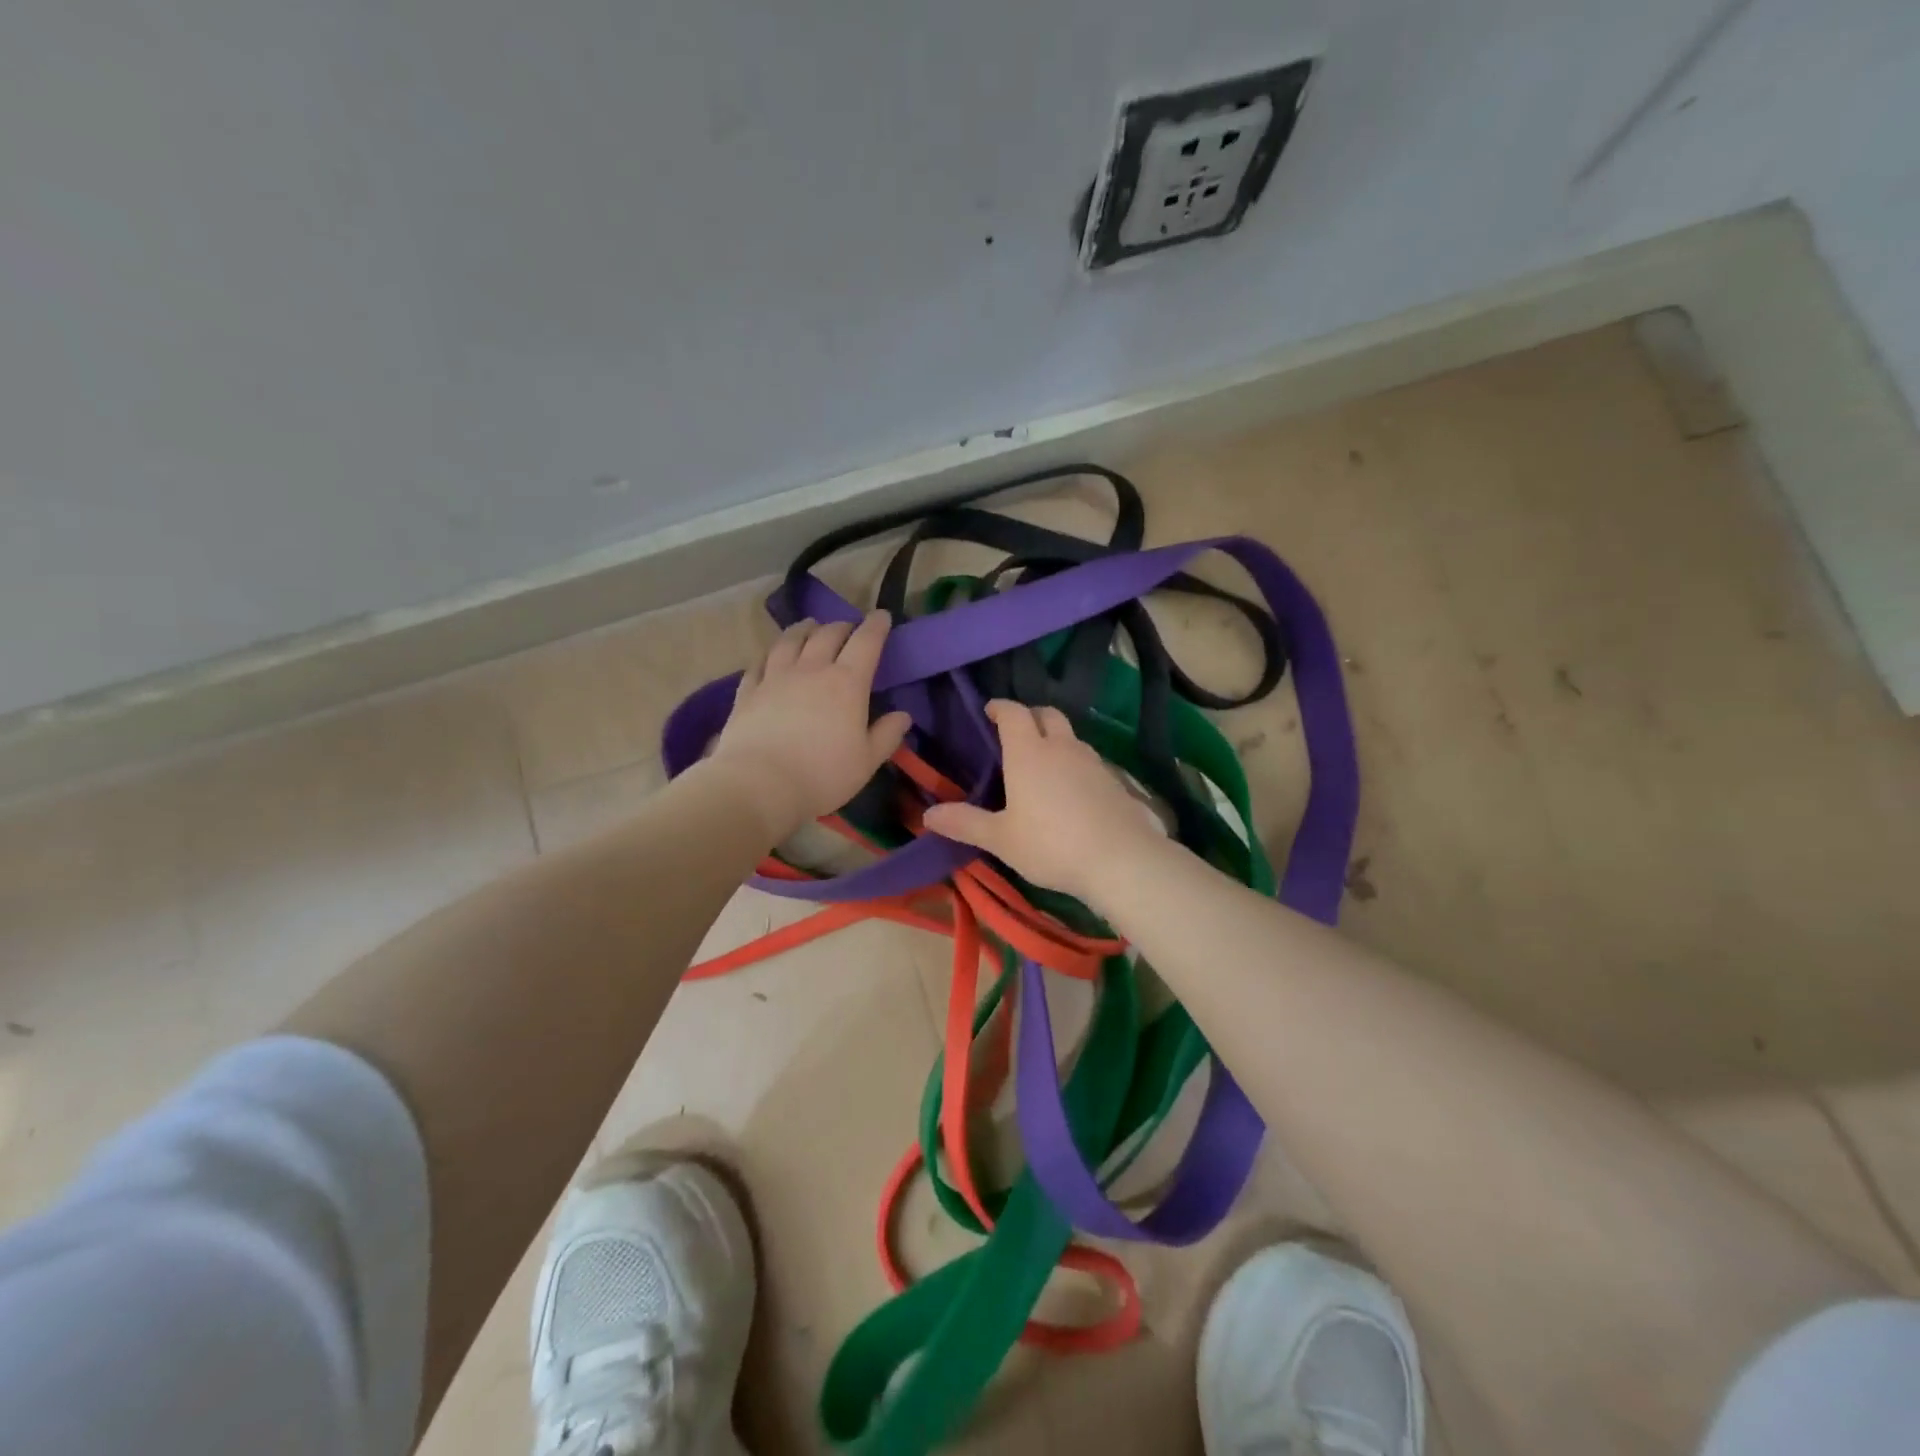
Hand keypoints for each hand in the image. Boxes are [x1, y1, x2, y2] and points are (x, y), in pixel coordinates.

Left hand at [709, 612, 912, 841]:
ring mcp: (775, 677)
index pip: (866, 642)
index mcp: (846, 683)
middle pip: (828, 634)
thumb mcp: (866, 762)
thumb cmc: (822, 775)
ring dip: (804, 629)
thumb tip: (903, 716)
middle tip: (848, 629)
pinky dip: (770, 654)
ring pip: (790, 640)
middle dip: (842, 626)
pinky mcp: (748, 691)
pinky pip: (759, 663)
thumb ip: (887, 735)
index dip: (876, 626)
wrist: (759, 784)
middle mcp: (811, 669)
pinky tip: (771, 656)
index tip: (882, 616)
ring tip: (809, 627)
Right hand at [922, 700, 1166, 901]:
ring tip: (1042, 762)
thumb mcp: (1001, 839)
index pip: (1014, 713)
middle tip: (1016, 732)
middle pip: (1047, 714)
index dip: (1000, 707)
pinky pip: (1088, 760)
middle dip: (1030, 716)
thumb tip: (928, 815)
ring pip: (1070, 737)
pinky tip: (1070, 790)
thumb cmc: (1051, 845)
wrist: (1120, 860)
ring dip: (1055, 739)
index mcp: (1029, 753)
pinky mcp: (1114, 780)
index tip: (989, 711)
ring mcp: (1092, 762)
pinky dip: (1074, 763)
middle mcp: (1062, 747)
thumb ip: (965, 823)